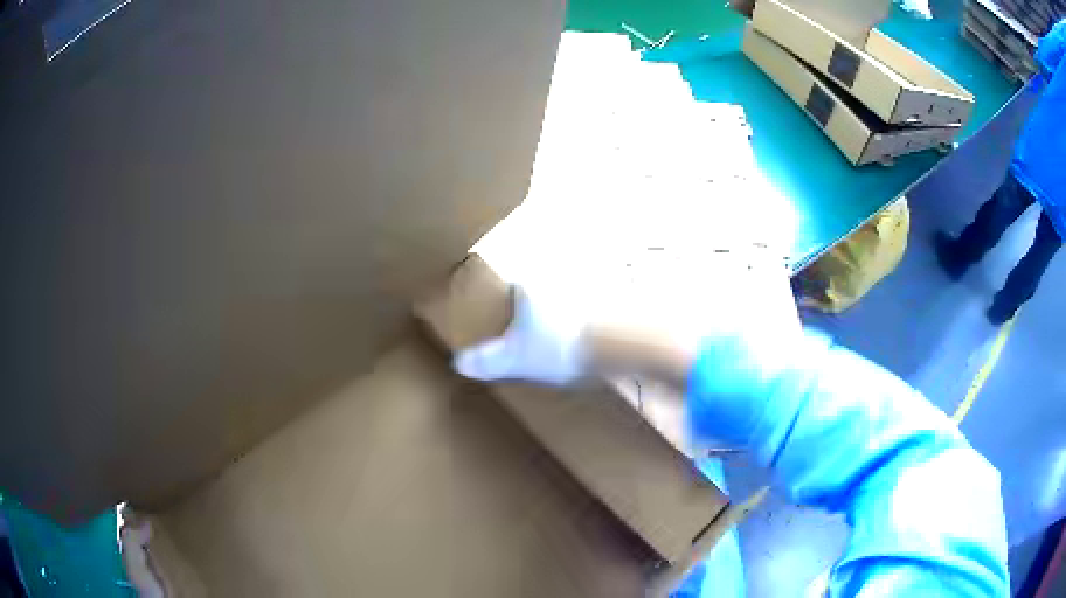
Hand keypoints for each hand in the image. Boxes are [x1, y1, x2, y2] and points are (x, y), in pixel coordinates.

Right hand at [453, 246, 802, 395]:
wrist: (612, 341)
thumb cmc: (557, 347)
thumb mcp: (517, 359)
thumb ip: (488, 360)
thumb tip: (458, 363)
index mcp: (530, 288)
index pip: (515, 285)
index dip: (513, 296)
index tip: (514, 307)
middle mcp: (559, 278)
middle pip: (546, 280)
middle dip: (546, 292)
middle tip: (546, 317)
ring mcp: (589, 285)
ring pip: (577, 287)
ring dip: (577, 296)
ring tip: (573, 323)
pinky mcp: (616, 296)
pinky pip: (604, 300)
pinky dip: (603, 308)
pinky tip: (602, 326)